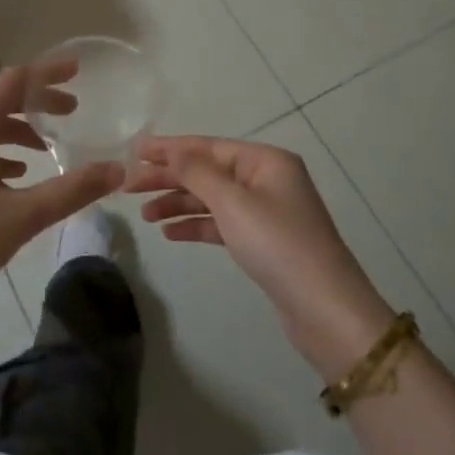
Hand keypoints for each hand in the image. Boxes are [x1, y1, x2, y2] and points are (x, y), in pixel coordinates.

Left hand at [0, 66, 123, 308]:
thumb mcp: (21, 217)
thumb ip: (72, 190)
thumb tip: (118, 170)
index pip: (15, 80)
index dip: (48, 72)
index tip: (78, 71)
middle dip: (36, 103)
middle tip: (72, 112)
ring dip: (15, 130)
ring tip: (45, 148)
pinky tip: (10, 176)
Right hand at [129, 136, 391, 376]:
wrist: (324, 308)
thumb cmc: (278, 244)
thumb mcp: (233, 203)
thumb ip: (197, 173)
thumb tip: (173, 150)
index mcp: (266, 160)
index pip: (209, 146)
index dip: (171, 148)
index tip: (135, 151)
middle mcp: (266, 179)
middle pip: (208, 171)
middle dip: (170, 178)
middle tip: (130, 187)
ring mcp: (266, 211)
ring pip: (212, 199)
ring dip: (179, 203)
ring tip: (145, 215)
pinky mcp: (262, 241)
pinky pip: (221, 224)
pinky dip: (196, 225)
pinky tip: (170, 233)